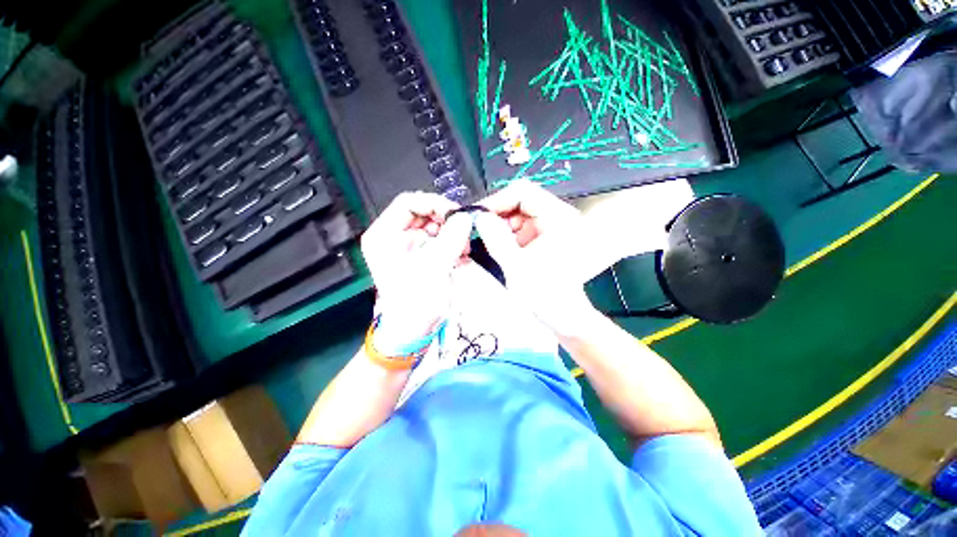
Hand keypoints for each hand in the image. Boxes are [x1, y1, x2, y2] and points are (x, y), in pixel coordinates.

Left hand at [361, 192, 472, 350]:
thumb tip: (466, 217)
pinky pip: (440, 241)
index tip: (455, 214)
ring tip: (464, 250)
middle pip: (423, 214)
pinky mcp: (422, 256)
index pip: (408, 203)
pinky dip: (453, 245)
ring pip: (435, 227)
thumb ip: (451, 238)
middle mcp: (394, 236)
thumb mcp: (434, 266)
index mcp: (384, 235)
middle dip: (446, 222)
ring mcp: (409, 246)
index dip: (433, 203)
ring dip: (453, 235)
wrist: (413, 330)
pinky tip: (462, 256)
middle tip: (464, 234)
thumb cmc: (416, 300)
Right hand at [475, 181, 596, 335]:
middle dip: (498, 216)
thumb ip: (496, 238)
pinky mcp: (548, 237)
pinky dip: (509, 235)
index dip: (497, 201)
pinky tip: (503, 250)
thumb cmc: (545, 295)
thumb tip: (480, 216)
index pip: (523, 192)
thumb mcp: (516, 266)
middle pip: (521, 201)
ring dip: (503, 227)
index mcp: (559, 218)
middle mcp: (559, 216)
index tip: (478, 216)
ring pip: (519, 214)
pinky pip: (523, 227)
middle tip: (481, 232)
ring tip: (492, 245)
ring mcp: (554, 226)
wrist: (564, 317)